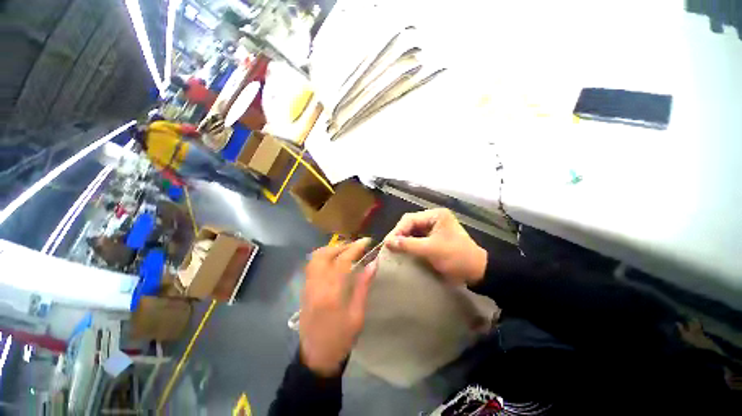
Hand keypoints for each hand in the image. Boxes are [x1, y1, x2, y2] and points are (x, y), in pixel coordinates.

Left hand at [300, 238, 376, 375]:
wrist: (316, 356)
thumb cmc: (341, 338)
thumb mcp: (357, 315)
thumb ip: (363, 286)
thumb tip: (373, 264)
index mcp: (332, 292)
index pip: (343, 261)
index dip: (355, 248)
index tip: (367, 241)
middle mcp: (316, 285)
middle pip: (325, 254)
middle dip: (342, 245)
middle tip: (356, 245)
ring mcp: (308, 286)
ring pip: (316, 257)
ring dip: (331, 249)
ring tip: (346, 250)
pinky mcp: (305, 289)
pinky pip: (312, 265)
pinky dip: (324, 256)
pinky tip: (334, 260)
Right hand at [385, 208, 486, 285]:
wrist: (476, 272)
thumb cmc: (455, 257)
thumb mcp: (431, 250)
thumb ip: (408, 244)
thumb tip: (387, 242)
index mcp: (435, 215)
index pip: (410, 219)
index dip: (397, 230)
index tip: (387, 243)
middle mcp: (433, 218)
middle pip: (410, 224)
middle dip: (399, 234)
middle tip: (389, 246)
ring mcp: (433, 228)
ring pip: (412, 231)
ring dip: (403, 239)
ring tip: (393, 249)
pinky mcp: (433, 238)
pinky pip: (417, 238)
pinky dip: (410, 244)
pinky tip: (403, 250)